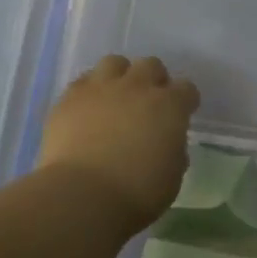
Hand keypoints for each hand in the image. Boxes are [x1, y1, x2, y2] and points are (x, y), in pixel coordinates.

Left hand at [37, 55, 200, 231]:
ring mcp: (101, 88)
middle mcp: (137, 87)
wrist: (82, 194)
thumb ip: (174, 153)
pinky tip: (88, 110)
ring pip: (114, 63)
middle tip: (148, 104)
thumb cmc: (137, 192)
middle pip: (151, 66)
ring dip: (120, 76)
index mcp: (169, 106)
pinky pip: (83, 81)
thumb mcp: (172, 178)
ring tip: (116, 98)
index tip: (181, 115)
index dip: (185, 101)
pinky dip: (90, 91)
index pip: (187, 89)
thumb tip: (168, 144)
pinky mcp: (69, 97)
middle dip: (153, 81)